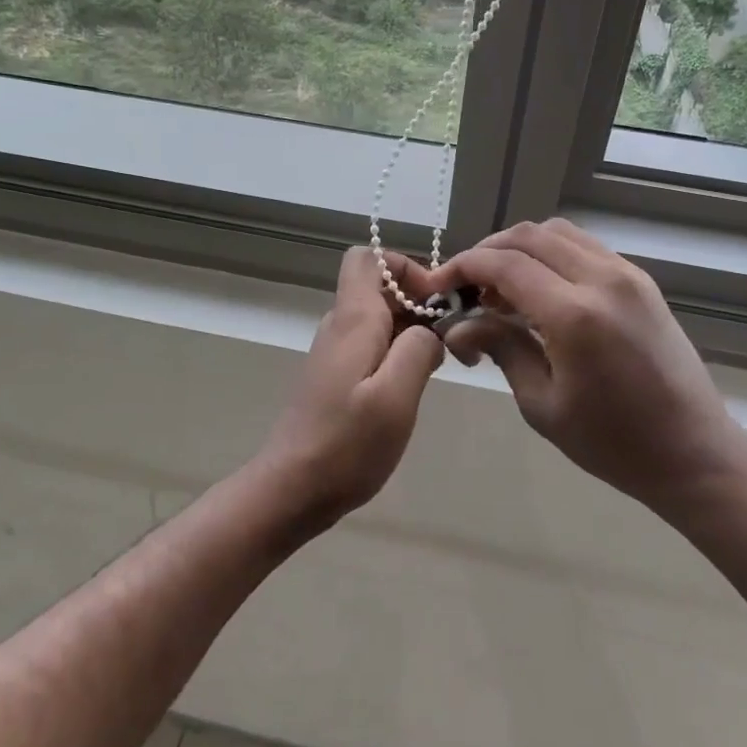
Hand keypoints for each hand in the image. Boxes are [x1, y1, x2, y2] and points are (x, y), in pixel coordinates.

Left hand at [258, 246, 445, 529]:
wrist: (293, 488)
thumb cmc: (347, 444)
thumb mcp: (395, 396)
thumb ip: (418, 350)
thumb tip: (430, 329)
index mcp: (353, 320)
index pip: (368, 258)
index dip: (404, 266)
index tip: (435, 300)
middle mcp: (341, 326)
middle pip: (380, 288)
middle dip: (419, 302)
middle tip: (453, 339)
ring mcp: (336, 352)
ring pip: (380, 318)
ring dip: (413, 330)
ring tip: (443, 364)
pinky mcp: (337, 377)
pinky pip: (373, 345)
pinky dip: (399, 352)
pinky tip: (415, 385)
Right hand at [430, 220, 746, 516]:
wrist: (695, 453)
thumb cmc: (613, 443)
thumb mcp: (542, 403)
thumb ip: (499, 348)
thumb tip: (456, 326)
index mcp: (575, 314)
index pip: (504, 264)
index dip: (463, 267)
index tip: (438, 286)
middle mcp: (603, 279)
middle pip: (529, 236)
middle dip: (487, 252)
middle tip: (465, 287)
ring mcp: (627, 275)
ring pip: (558, 233)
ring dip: (520, 249)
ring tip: (500, 290)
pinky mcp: (641, 281)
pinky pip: (584, 247)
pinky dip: (551, 255)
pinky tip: (539, 292)